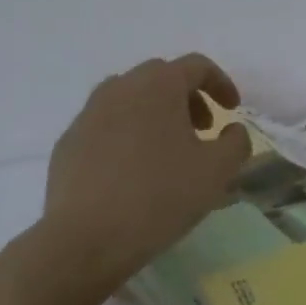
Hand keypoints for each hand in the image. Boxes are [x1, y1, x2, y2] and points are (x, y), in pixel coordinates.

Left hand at [39, 53, 252, 296]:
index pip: (196, 66)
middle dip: (188, 97)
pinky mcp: (68, 142)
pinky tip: (133, 171)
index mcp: (157, 85)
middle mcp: (119, 88)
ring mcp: (88, 113)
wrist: (86, 238)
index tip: (233, 110)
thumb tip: (232, 129)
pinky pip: (106, 125)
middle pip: (161, 77)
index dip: (221, 83)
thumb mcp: (217, 171)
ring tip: (168, 150)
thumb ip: (236, 142)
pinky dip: (127, 135)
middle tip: (203, 130)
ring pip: (129, 99)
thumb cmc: (160, 197)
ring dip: (155, 113)